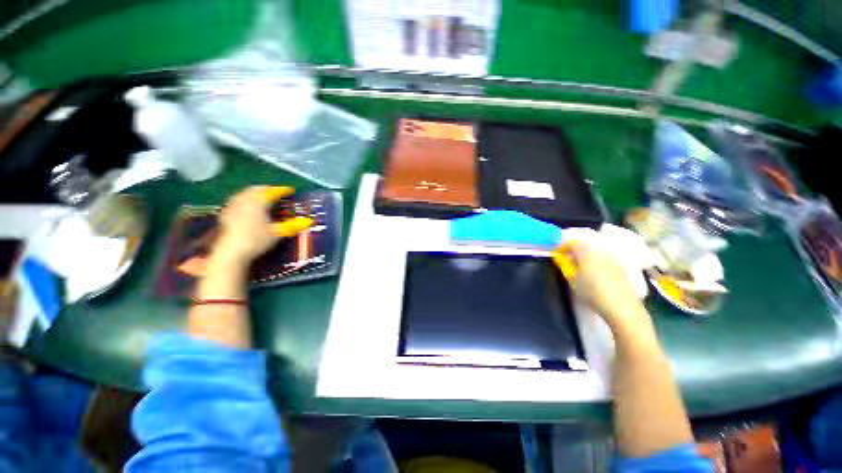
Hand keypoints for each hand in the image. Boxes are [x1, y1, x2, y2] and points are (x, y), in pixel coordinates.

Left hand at [212, 186, 311, 264]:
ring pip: (244, 193)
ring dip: (254, 193)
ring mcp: (233, 207)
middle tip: (275, 192)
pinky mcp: (225, 215)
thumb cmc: (256, 240)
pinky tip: (246, 207)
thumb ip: (293, 225)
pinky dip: (244, 200)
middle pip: (256, 189)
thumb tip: (310, 221)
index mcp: (258, 202)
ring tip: (261, 198)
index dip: (282, 190)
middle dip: (267, 189)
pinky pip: (236, 201)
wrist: (231, 252)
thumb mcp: (278, 233)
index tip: (290, 191)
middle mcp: (244, 201)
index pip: (272, 192)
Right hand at [560, 242, 650, 331]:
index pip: (571, 243)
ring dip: (586, 257)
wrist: (621, 307)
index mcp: (586, 251)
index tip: (557, 254)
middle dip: (575, 251)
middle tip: (567, 261)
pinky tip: (594, 274)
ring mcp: (612, 258)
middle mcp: (600, 251)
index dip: (562, 247)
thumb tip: (561, 257)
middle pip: (585, 245)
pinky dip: (596, 262)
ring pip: (595, 252)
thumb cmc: (592, 292)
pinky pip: (604, 259)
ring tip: (580, 268)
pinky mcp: (621, 267)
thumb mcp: (572, 280)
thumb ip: (565, 266)